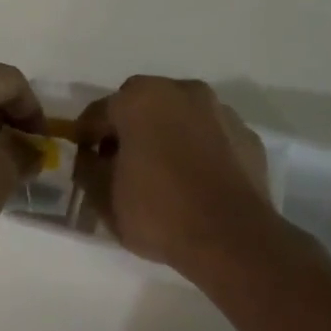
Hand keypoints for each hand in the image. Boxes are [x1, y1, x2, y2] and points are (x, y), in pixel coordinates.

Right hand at [74, 76, 278, 270]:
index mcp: (140, 99)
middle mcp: (181, 92)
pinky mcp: (247, 136)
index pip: (99, 112)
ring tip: (162, 172)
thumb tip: (90, 159)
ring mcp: (219, 111)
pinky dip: (198, 150)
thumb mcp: (104, 197)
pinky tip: (195, 180)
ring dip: (166, 135)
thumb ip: (88, 169)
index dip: (86, 136)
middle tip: (121, 162)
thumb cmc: (159, 211)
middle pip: (142, 105)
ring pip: (180, 117)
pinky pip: (210, 137)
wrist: (233, 238)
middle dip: (129, 129)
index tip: (83, 159)